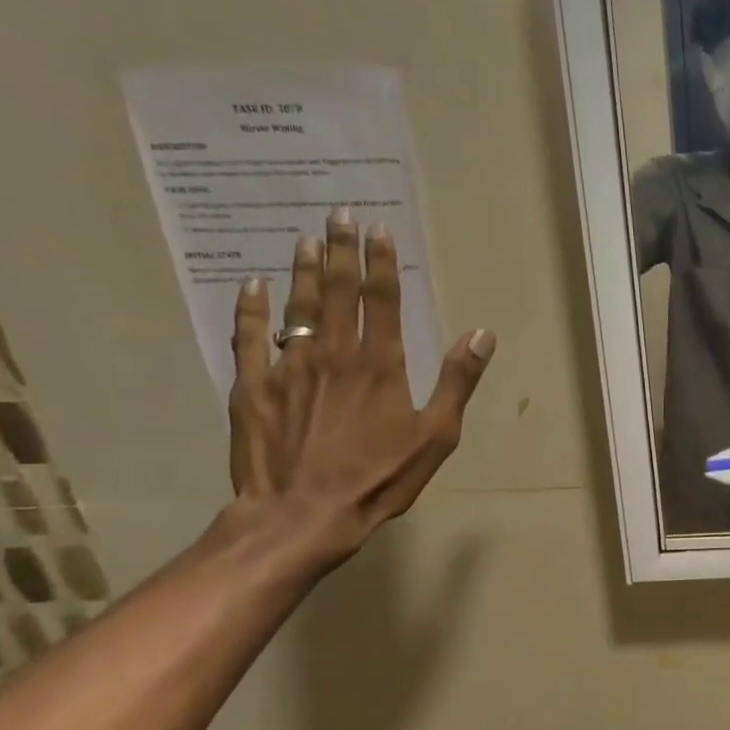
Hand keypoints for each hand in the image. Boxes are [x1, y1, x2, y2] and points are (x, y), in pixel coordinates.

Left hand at [226, 209, 495, 564]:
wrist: (304, 514)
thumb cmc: (381, 477)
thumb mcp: (436, 435)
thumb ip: (456, 382)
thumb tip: (481, 335)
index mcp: (379, 364)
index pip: (381, 300)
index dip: (380, 262)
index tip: (378, 229)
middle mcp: (332, 353)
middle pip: (337, 292)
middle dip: (340, 251)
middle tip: (337, 215)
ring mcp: (287, 368)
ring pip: (296, 307)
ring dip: (302, 271)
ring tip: (304, 239)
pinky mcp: (252, 388)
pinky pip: (248, 338)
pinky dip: (250, 309)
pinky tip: (251, 285)